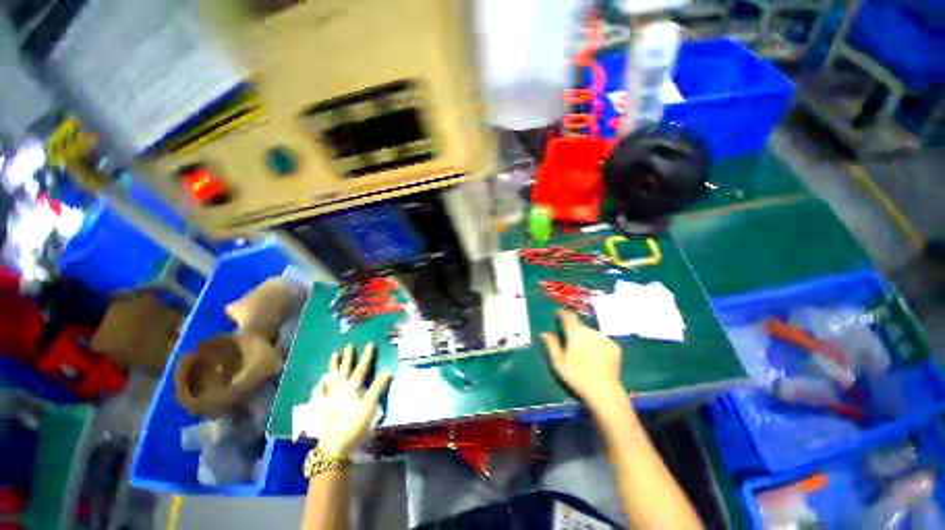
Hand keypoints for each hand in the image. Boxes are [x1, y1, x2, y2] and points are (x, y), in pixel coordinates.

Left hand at [313, 343, 391, 457]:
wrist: (334, 445)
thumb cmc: (354, 425)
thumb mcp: (370, 406)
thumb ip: (377, 388)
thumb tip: (387, 371)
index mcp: (353, 388)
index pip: (361, 368)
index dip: (366, 356)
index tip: (370, 344)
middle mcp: (340, 389)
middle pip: (345, 370)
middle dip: (348, 357)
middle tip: (349, 345)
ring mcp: (329, 397)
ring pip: (332, 377)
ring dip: (333, 366)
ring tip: (334, 355)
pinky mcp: (322, 407)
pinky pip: (320, 393)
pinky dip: (320, 386)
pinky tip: (320, 382)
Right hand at [541, 311, 625, 408]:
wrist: (603, 390)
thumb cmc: (576, 375)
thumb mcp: (558, 361)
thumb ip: (551, 344)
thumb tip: (545, 333)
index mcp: (575, 332)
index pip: (568, 317)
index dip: (563, 314)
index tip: (559, 315)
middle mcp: (590, 331)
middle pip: (580, 327)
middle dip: (575, 332)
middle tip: (572, 344)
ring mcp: (604, 339)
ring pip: (592, 334)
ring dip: (587, 339)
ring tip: (585, 353)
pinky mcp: (615, 347)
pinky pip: (603, 342)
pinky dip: (598, 346)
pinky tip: (597, 358)